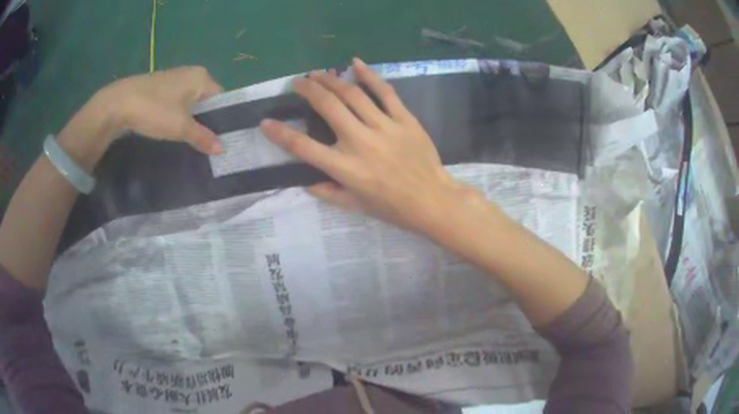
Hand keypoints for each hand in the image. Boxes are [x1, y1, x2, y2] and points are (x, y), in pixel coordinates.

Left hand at [97, 66, 223, 154]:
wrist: (119, 103)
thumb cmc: (155, 110)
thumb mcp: (181, 128)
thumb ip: (203, 137)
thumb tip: (222, 149)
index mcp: (202, 77)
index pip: (222, 99)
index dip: (223, 119)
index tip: (222, 140)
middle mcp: (191, 73)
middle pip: (206, 100)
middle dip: (206, 121)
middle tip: (207, 144)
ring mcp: (174, 79)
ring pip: (190, 102)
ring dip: (191, 120)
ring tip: (191, 140)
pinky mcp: (160, 87)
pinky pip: (177, 102)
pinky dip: (178, 116)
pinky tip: (172, 129)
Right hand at [260, 58, 472, 233]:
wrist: (432, 201)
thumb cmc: (393, 208)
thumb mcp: (356, 206)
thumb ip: (329, 193)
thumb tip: (307, 183)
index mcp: (344, 168)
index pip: (302, 147)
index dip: (280, 134)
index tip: (266, 122)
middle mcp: (360, 142)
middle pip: (327, 107)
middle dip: (308, 90)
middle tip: (298, 82)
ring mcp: (384, 127)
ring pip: (352, 94)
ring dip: (331, 79)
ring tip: (319, 73)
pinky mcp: (404, 119)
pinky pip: (385, 92)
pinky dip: (369, 75)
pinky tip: (354, 63)